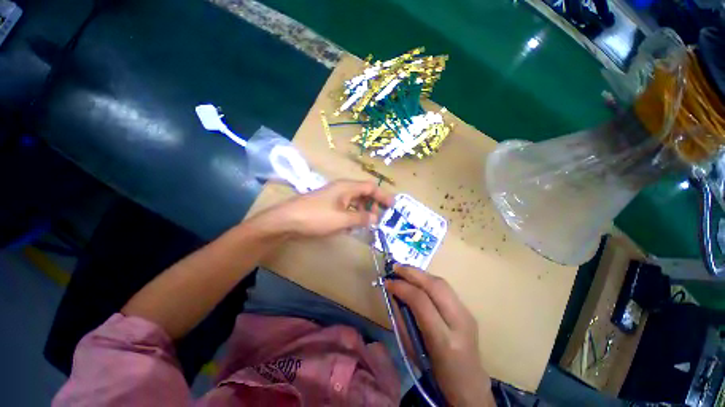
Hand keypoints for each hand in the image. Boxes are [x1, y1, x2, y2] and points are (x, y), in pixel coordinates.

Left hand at [259, 180, 393, 237]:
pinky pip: (346, 207)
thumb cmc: (316, 217)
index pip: (371, 187)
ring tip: (368, 223)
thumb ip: (362, 218)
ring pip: (355, 201)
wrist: (287, 220)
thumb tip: (376, 218)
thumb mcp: (342, 219)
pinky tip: (352, 225)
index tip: (393, 206)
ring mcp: (334, 196)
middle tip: (379, 218)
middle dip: (373, 204)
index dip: (383, 195)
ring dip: (363, 211)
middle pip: (363, 193)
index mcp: (347, 187)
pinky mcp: (327, 205)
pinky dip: (352, 215)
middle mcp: (342, 188)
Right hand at [386, 266, 495, 406]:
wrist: (469, 385)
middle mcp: (460, 322)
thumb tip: (395, 294)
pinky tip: (418, 280)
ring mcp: (467, 314)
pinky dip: (428, 280)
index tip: (387, 282)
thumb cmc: (435, 373)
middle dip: (412, 273)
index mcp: (444, 340)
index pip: (421, 301)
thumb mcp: (413, 350)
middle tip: (395, 267)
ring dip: (420, 273)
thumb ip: (404, 319)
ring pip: (441, 283)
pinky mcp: (468, 310)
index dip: (402, 287)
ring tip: (404, 270)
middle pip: (435, 286)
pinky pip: (445, 288)